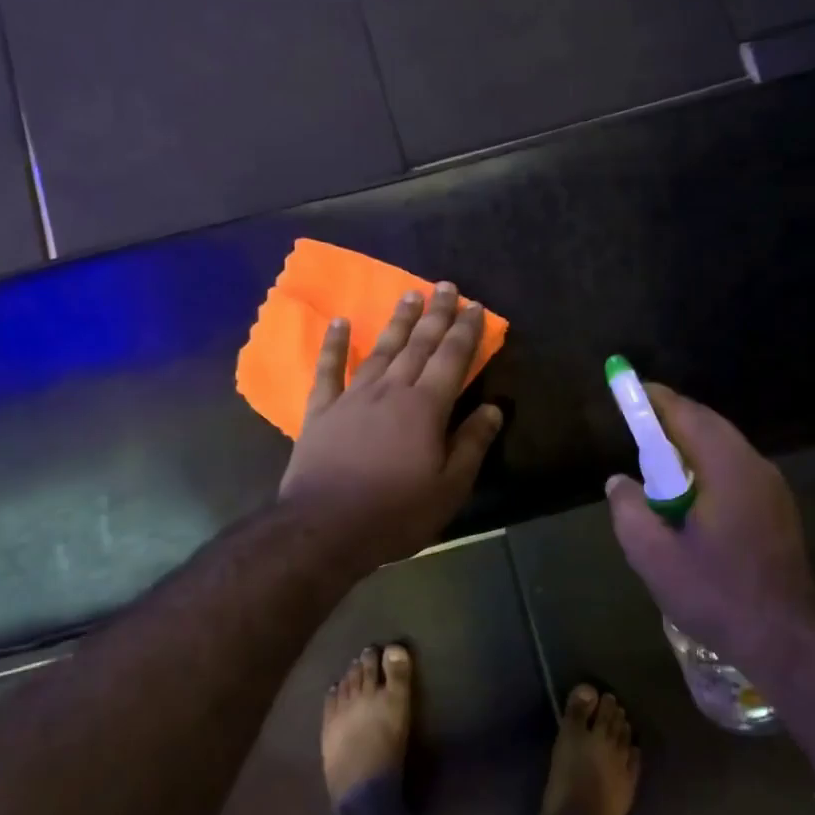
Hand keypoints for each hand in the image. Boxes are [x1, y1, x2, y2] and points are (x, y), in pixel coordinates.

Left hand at [280, 282, 503, 568]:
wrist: (324, 528)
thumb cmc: (396, 513)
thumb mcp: (449, 488)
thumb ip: (471, 444)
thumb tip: (493, 409)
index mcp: (425, 408)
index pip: (452, 359)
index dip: (466, 331)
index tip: (476, 307)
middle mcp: (391, 391)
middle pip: (418, 345)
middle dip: (435, 314)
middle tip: (445, 286)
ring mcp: (352, 397)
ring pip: (381, 350)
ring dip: (397, 322)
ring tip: (409, 295)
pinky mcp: (321, 411)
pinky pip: (328, 370)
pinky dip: (335, 345)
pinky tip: (341, 323)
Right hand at [605, 385, 814, 681]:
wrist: (786, 637)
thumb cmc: (716, 594)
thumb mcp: (653, 556)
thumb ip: (629, 510)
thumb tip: (619, 481)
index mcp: (727, 468)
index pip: (687, 415)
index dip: (656, 400)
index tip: (629, 391)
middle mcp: (755, 466)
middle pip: (709, 425)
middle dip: (672, 419)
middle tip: (637, 425)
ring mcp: (772, 487)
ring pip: (725, 447)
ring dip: (690, 445)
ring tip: (657, 462)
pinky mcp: (778, 509)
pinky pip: (736, 469)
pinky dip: (707, 466)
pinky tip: (689, 494)